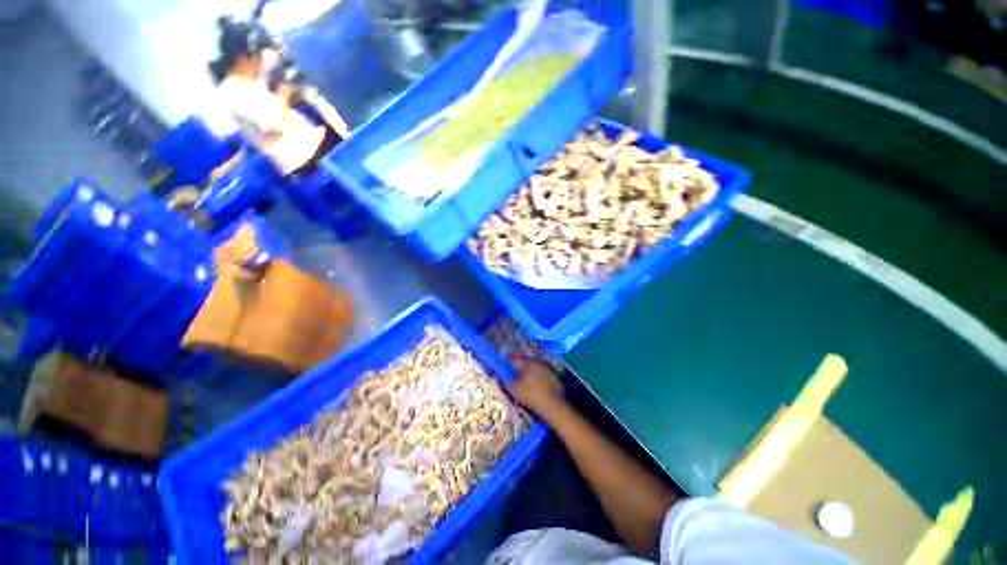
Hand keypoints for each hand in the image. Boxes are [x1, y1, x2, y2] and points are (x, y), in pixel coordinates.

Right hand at [508, 357, 565, 416]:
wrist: (553, 405)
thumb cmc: (531, 395)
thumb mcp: (514, 390)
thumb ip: (507, 381)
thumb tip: (504, 376)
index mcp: (527, 363)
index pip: (515, 360)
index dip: (509, 363)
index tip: (505, 366)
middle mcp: (538, 362)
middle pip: (526, 362)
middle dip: (521, 366)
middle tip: (516, 372)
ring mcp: (548, 368)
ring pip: (536, 367)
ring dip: (531, 371)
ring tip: (527, 378)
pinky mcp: (555, 376)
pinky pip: (544, 373)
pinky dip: (539, 376)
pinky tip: (538, 384)